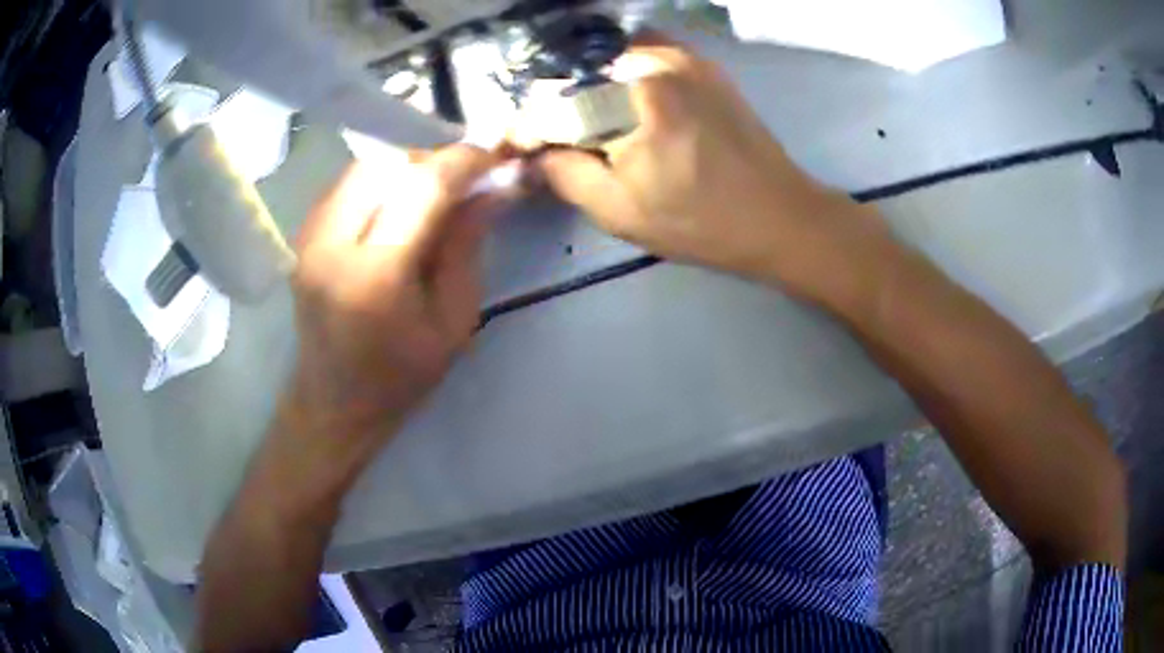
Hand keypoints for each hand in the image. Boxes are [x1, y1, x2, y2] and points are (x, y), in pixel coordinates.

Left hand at [274, 145, 500, 480]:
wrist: (334, 402)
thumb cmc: (400, 376)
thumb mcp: (453, 319)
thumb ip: (469, 244)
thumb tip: (497, 185)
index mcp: (375, 275)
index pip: (422, 185)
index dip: (463, 161)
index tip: (494, 158)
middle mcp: (332, 243)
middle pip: (388, 163)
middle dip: (434, 159)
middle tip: (465, 178)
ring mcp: (310, 236)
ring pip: (365, 166)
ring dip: (407, 166)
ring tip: (435, 190)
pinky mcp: (303, 234)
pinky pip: (347, 183)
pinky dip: (381, 179)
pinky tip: (399, 202)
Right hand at [534, 35, 887, 299]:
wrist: (779, 215)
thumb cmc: (702, 222)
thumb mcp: (621, 211)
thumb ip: (566, 175)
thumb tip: (536, 152)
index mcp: (633, 100)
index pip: (556, 104)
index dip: (530, 127)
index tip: (520, 148)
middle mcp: (654, 61)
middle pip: (579, 72)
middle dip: (558, 103)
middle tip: (556, 138)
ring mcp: (682, 56)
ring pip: (608, 58)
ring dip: (588, 84)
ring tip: (589, 121)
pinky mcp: (701, 62)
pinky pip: (642, 53)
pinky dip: (621, 71)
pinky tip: (623, 103)